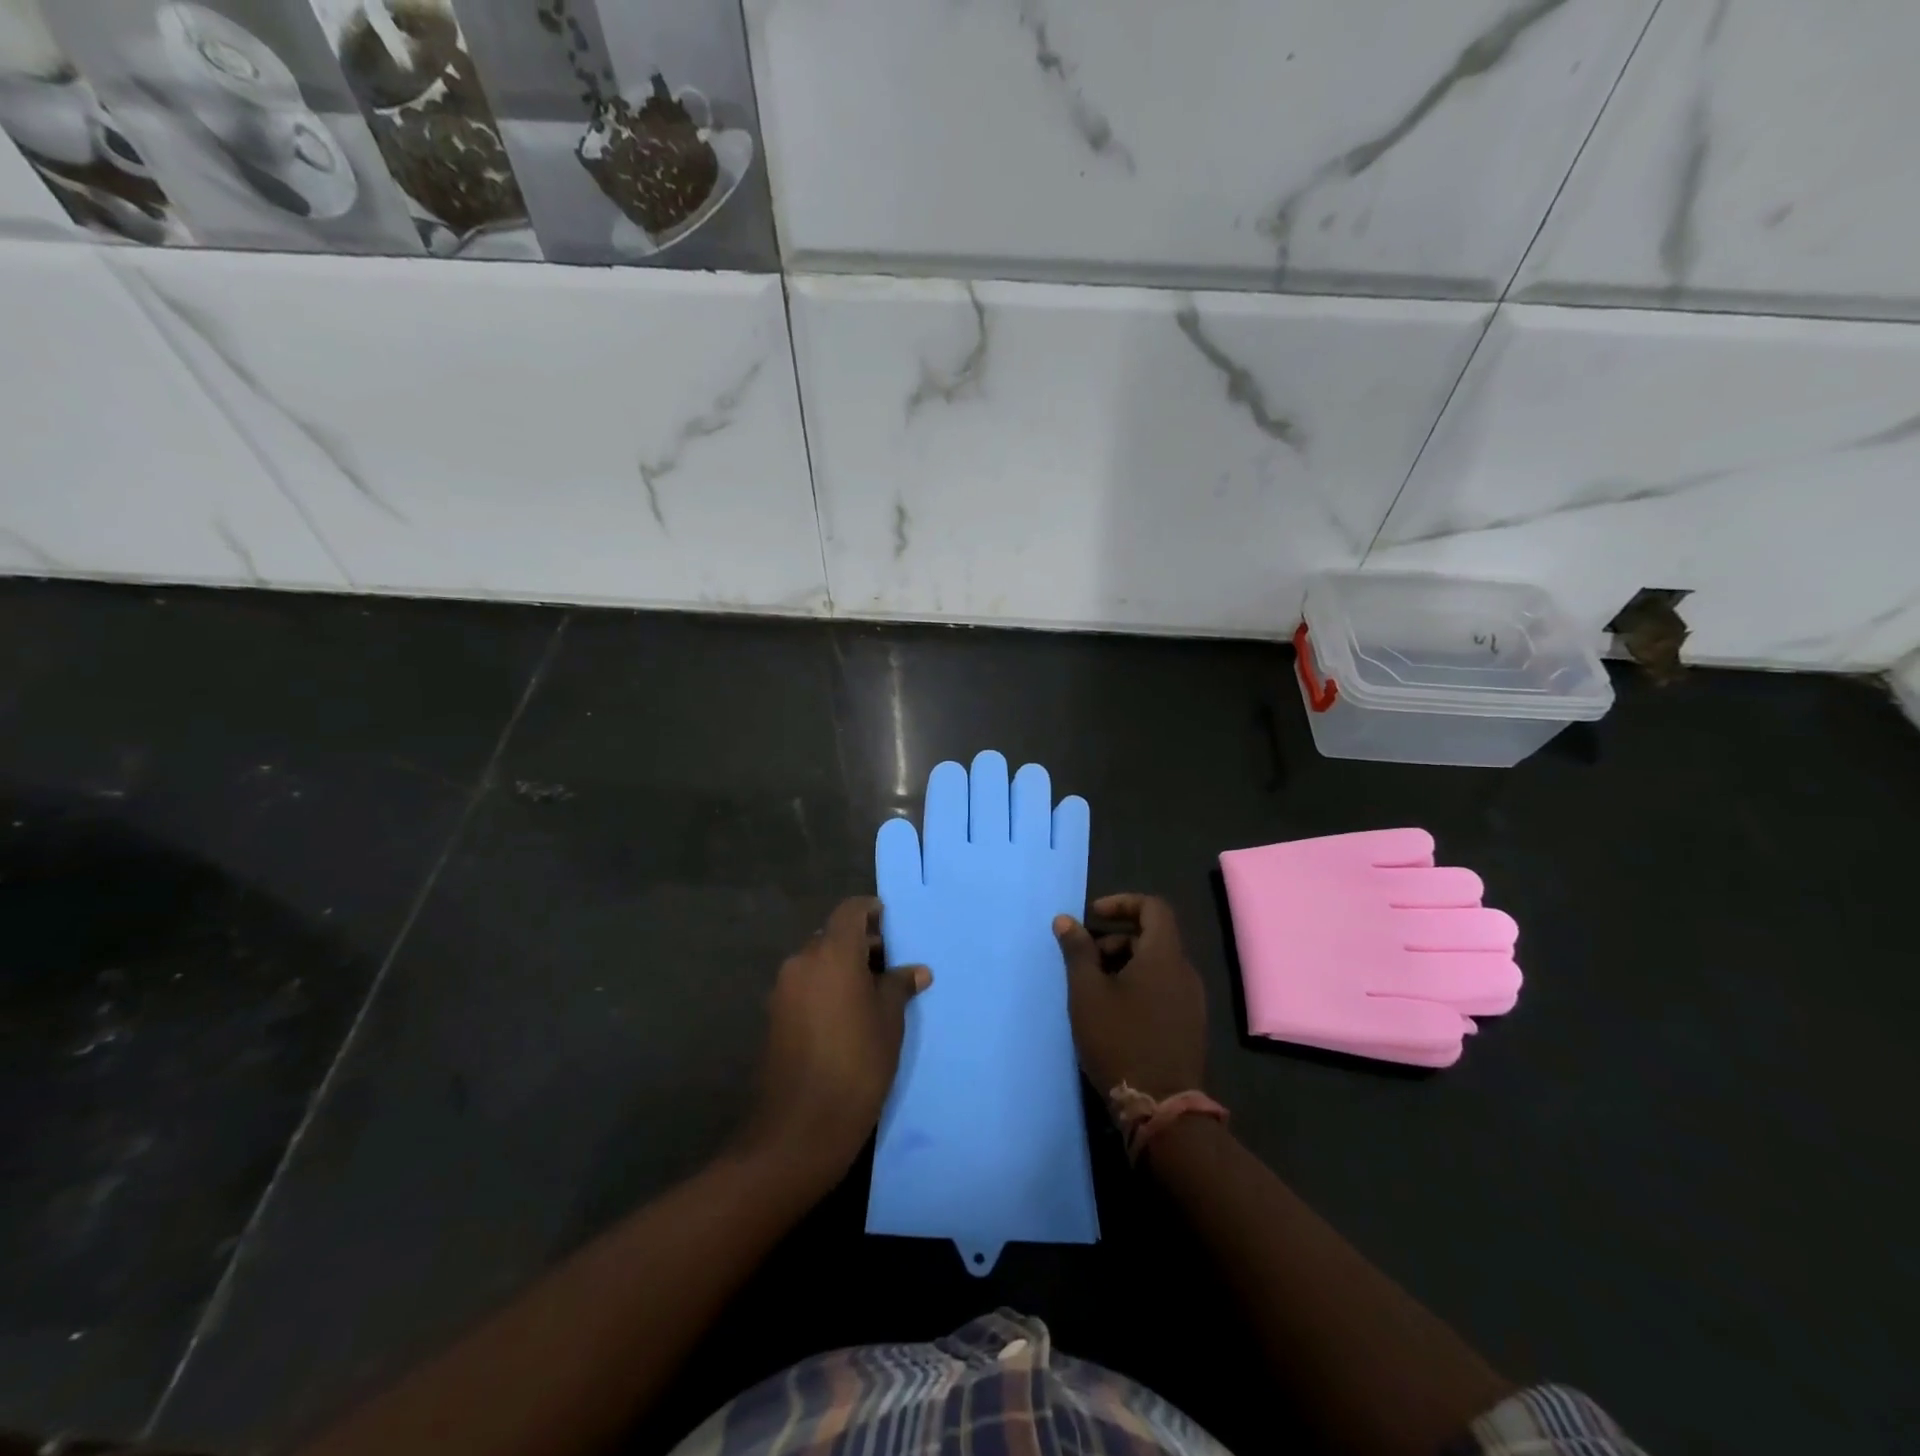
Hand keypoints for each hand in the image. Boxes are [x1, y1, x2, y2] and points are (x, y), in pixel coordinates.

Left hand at [740, 897, 929, 1186]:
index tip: (890, 923)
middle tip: (889, 965)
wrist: (801, 1126)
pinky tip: (847, 1016)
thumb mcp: (889, 1021)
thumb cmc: (857, 1063)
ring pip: (817, 961)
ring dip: (842, 967)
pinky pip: (805, 986)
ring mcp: (783, 989)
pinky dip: (825, 988)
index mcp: (832, 953)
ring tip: (872, 994)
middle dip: (859, 944)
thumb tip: (915, 971)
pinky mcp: (774, 1016)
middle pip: (832, 935)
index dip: (871, 911)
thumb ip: (899, 986)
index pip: (850, 911)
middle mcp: (802, 961)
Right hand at [1054, 894, 1206, 1100]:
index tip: (1092, 916)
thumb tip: (1065, 920)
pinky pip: (1163, 989)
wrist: (1161, 1107)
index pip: (1153, 907)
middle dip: (1115, 940)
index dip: (1122, 903)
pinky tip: (1114, 1013)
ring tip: (1093, 990)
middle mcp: (1185, 972)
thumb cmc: (1120, 1039)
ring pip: (1156, 965)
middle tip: (1084, 961)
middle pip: (1152, 937)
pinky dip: (1138, 986)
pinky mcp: (1190, 1026)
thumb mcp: (1087, 992)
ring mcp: (1191, 1001)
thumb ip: (1077, 951)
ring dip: (1124, 965)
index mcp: (1164, 956)